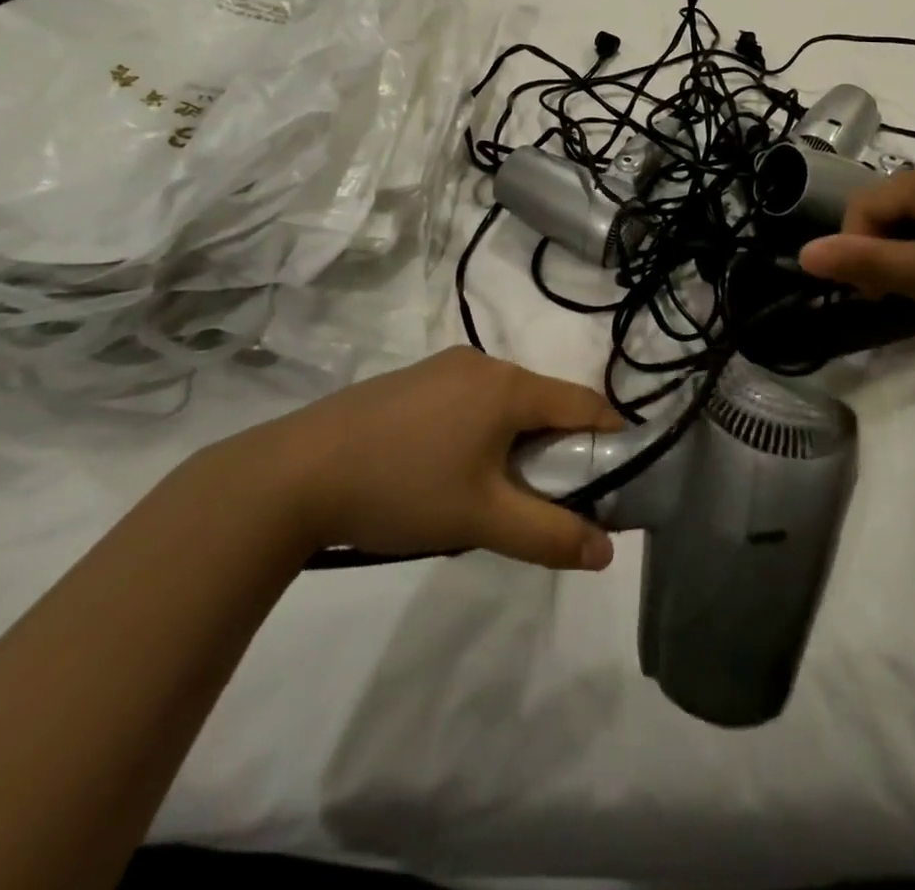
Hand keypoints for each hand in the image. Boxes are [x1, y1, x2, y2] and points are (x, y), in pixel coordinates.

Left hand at [216, 347, 621, 570]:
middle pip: (544, 403)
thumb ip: (550, 534)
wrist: (294, 473)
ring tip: (495, 492)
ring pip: (505, 403)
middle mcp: (483, 364)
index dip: (611, 437)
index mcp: (509, 386)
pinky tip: (449, 469)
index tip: (620, 475)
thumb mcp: (482, 519)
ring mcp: (444, 367)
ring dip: (517, 441)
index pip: (585, 403)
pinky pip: (470, 401)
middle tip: (551, 497)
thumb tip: (606, 551)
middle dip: (558, 447)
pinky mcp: (413, 380)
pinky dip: (481, 431)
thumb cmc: (402, 488)